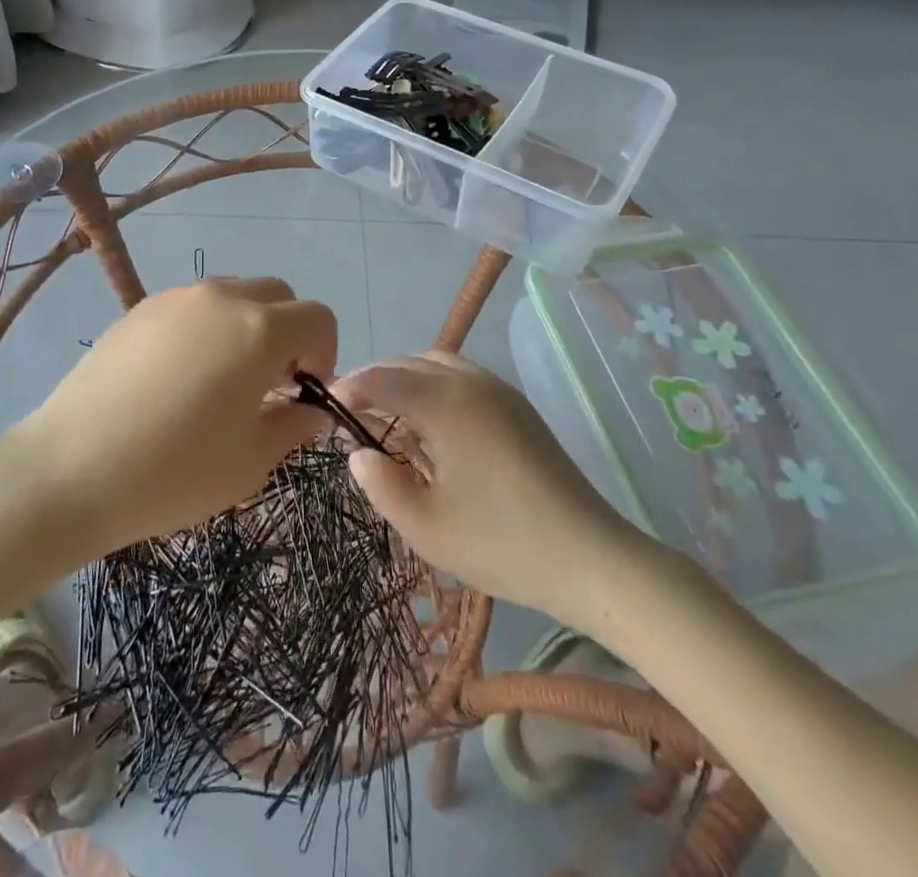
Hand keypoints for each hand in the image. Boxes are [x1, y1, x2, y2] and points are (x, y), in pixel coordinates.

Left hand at [14, 279, 334, 555]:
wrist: (71, 469)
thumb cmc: (173, 471)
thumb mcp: (250, 462)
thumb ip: (293, 426)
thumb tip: (310, 410)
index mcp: (259, 330)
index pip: (318, 317)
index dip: (324, 352)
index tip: (303, 391)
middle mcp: (222, 298)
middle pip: (277, 295)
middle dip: (288, 333)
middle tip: (268, 383)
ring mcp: (176, 298)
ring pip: (234, 294)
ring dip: (247, 326)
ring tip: (222, 379)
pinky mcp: (139, 308)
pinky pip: (192, 306)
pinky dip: (206, 328)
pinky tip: (179, 377)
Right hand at [335, 352, 667, 630]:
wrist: (590, 557)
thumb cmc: (502, 543)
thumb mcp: (426, 527)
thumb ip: (381, 485)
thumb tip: (359, 453)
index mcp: (446, 403)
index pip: (383, 378)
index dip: (350, 387)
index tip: (326, 406)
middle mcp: (471, 382)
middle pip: (408, 361)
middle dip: (375, 379)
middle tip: (350, 410)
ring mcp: (499, 390)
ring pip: (437, 363)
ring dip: (405, 378)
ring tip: (388, 414)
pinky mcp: (517, 406)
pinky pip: (461, 376)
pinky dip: (433, 385)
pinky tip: (431, 425)